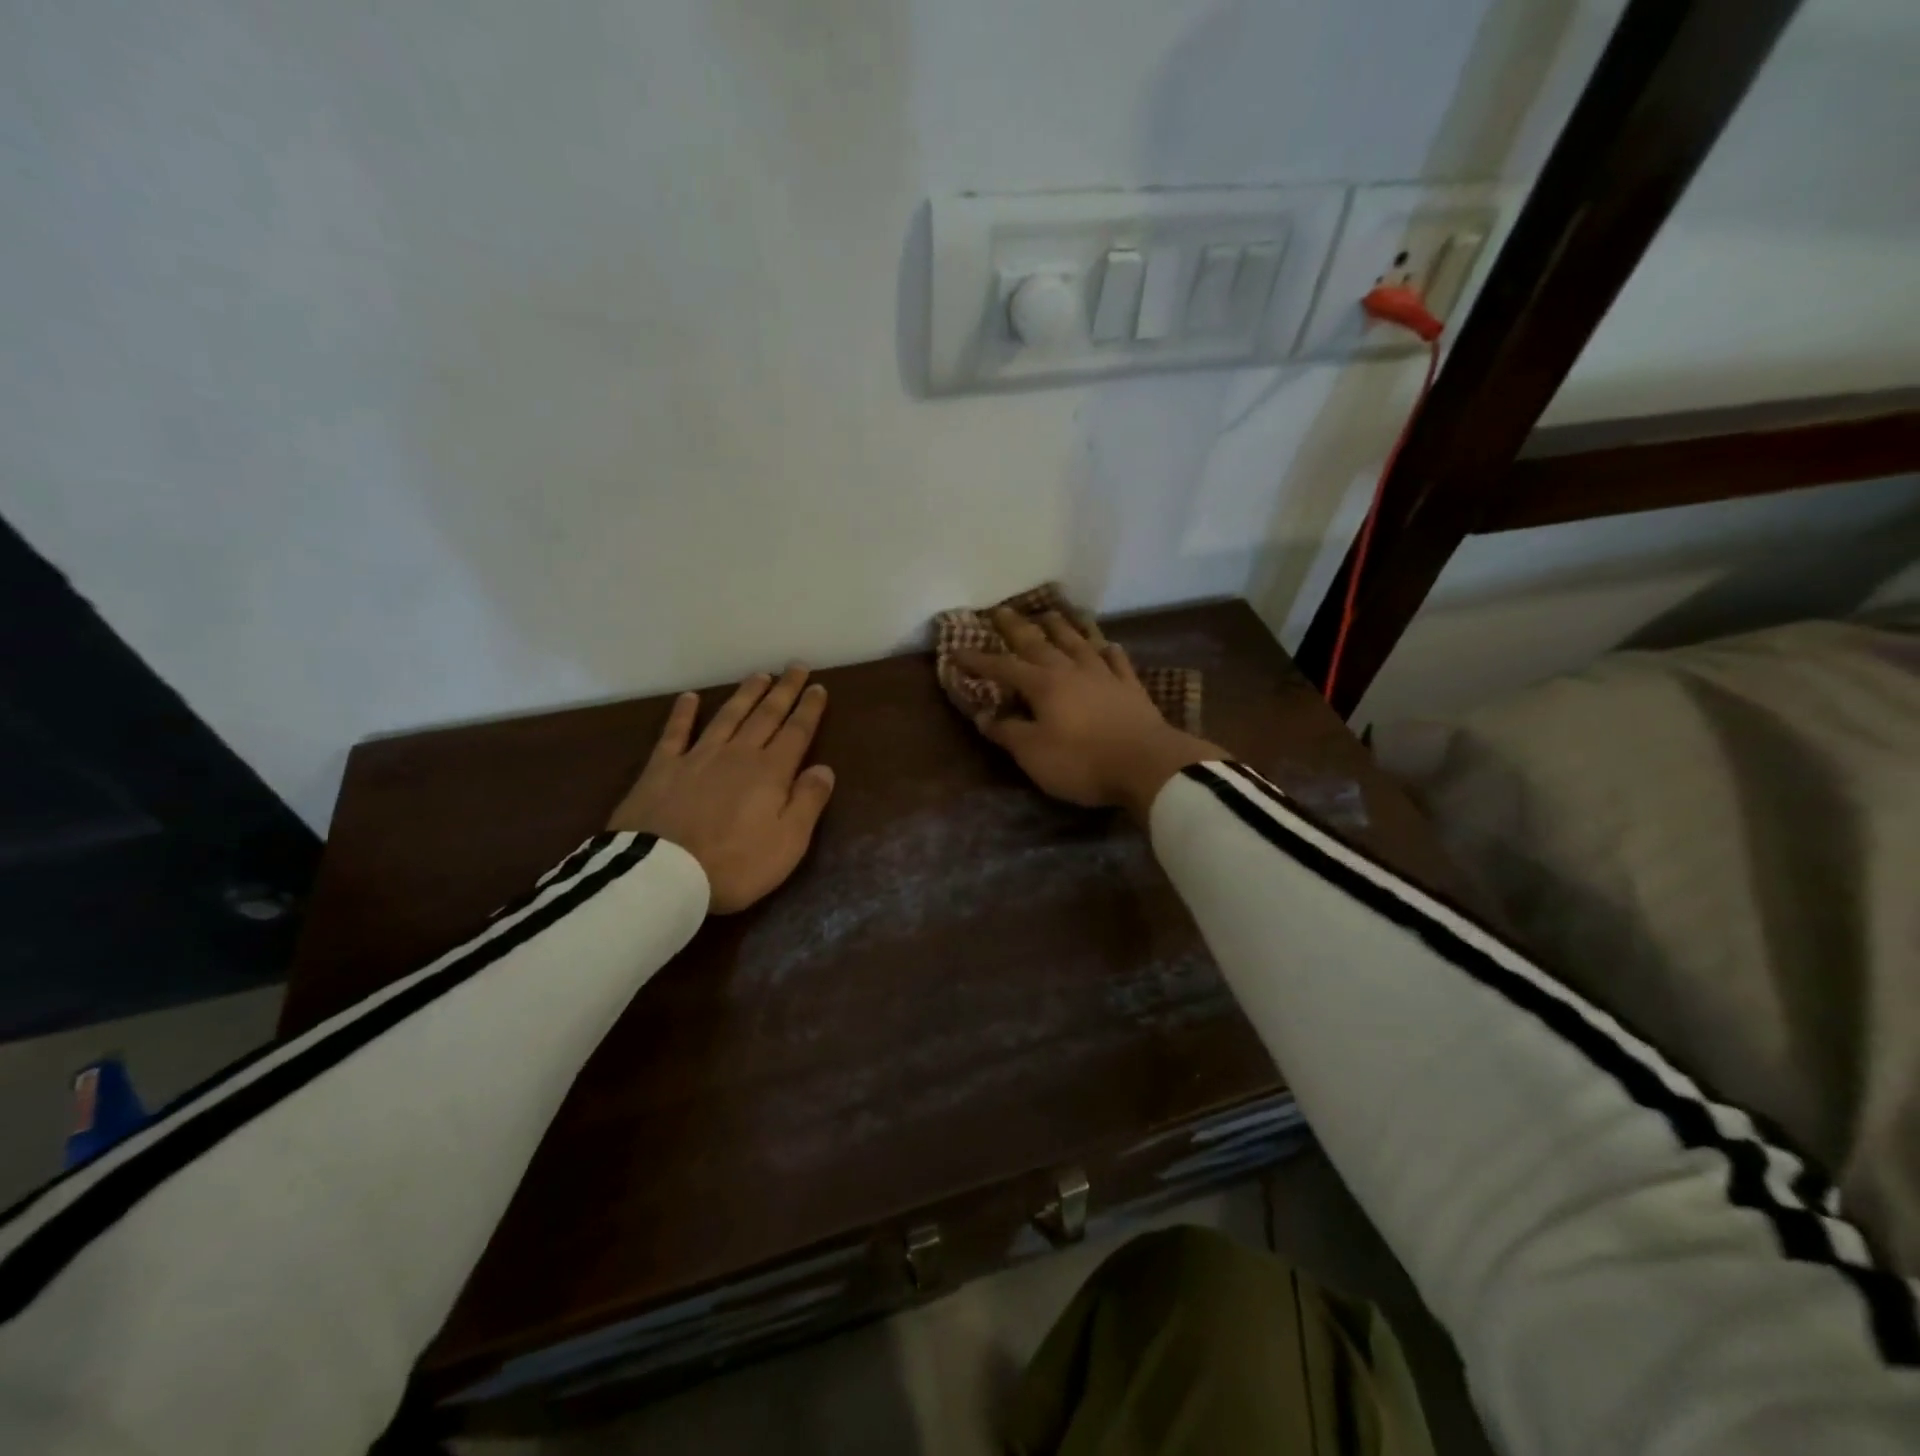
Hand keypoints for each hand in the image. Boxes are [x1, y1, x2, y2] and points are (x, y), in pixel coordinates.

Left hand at [607, 667, 835, 913]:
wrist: (663, 875)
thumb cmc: (735, 864)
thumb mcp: (789, 842)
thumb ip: (808, 801)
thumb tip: (824, 768)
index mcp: (770, 773)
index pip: (796, 733)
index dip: (809, 709)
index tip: (818, 688)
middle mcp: (737, 755)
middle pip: (765, 716)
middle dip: (783, 691)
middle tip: (796, 667)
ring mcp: (697, 757)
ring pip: (727, 717)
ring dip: (745, 695)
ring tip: (759, 675)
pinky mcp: (661, 768)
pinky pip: (674, 734)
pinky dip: (683, 714)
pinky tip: (689, 698)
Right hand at [957, 609, 1224, 822]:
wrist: (1147, 765)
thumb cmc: (1082, 762)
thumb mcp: (1033, 754)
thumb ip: (1007, 732)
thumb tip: (982, 716)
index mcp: (1043, 685)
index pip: (1003, 668)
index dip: (979, 660)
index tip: (957, 650)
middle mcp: (1071, 670)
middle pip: (1039, 642)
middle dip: (1017, 627)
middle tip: (1001, 609)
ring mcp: (1104, 675)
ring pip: (1079, 641)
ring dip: (1062, 626)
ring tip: (1050, 612)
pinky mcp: (1130, 687)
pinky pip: (1116, 659)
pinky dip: (1107, 649)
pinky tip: (1106, 644)